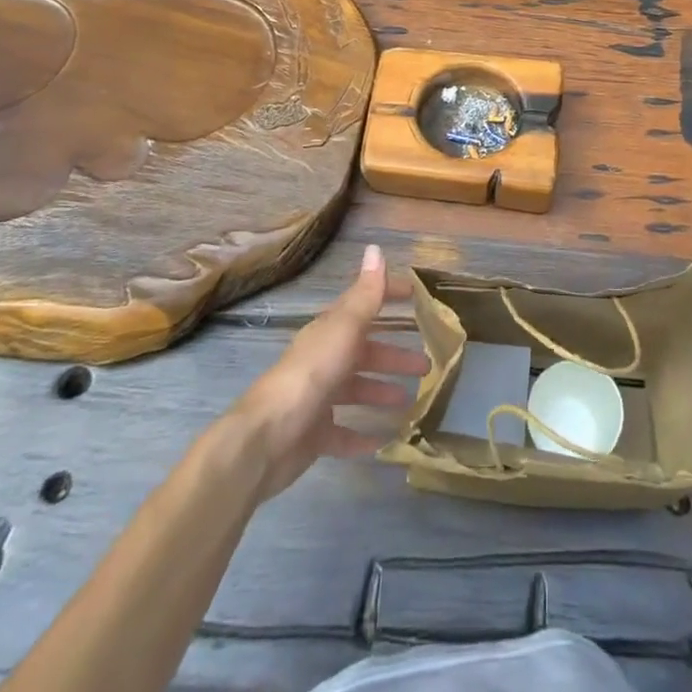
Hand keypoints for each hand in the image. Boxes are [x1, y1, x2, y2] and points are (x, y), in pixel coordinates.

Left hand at [227, 245, 428, 503]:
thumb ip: (366, 295)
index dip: (389, 296)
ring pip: (356, 390)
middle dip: (394, 355)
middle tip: (426, 365)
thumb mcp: (345, 329)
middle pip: (365, 352)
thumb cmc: (311, 375)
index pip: (364, 305)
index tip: (417, 296)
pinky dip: (362, 435)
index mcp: (331, 331)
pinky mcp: (314, 435)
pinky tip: (383, 442)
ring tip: (410, 402)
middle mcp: (325, 360)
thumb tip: (376, 249)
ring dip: (382, 391)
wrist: (266, 438)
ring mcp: (318, 398)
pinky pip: (343, 433)